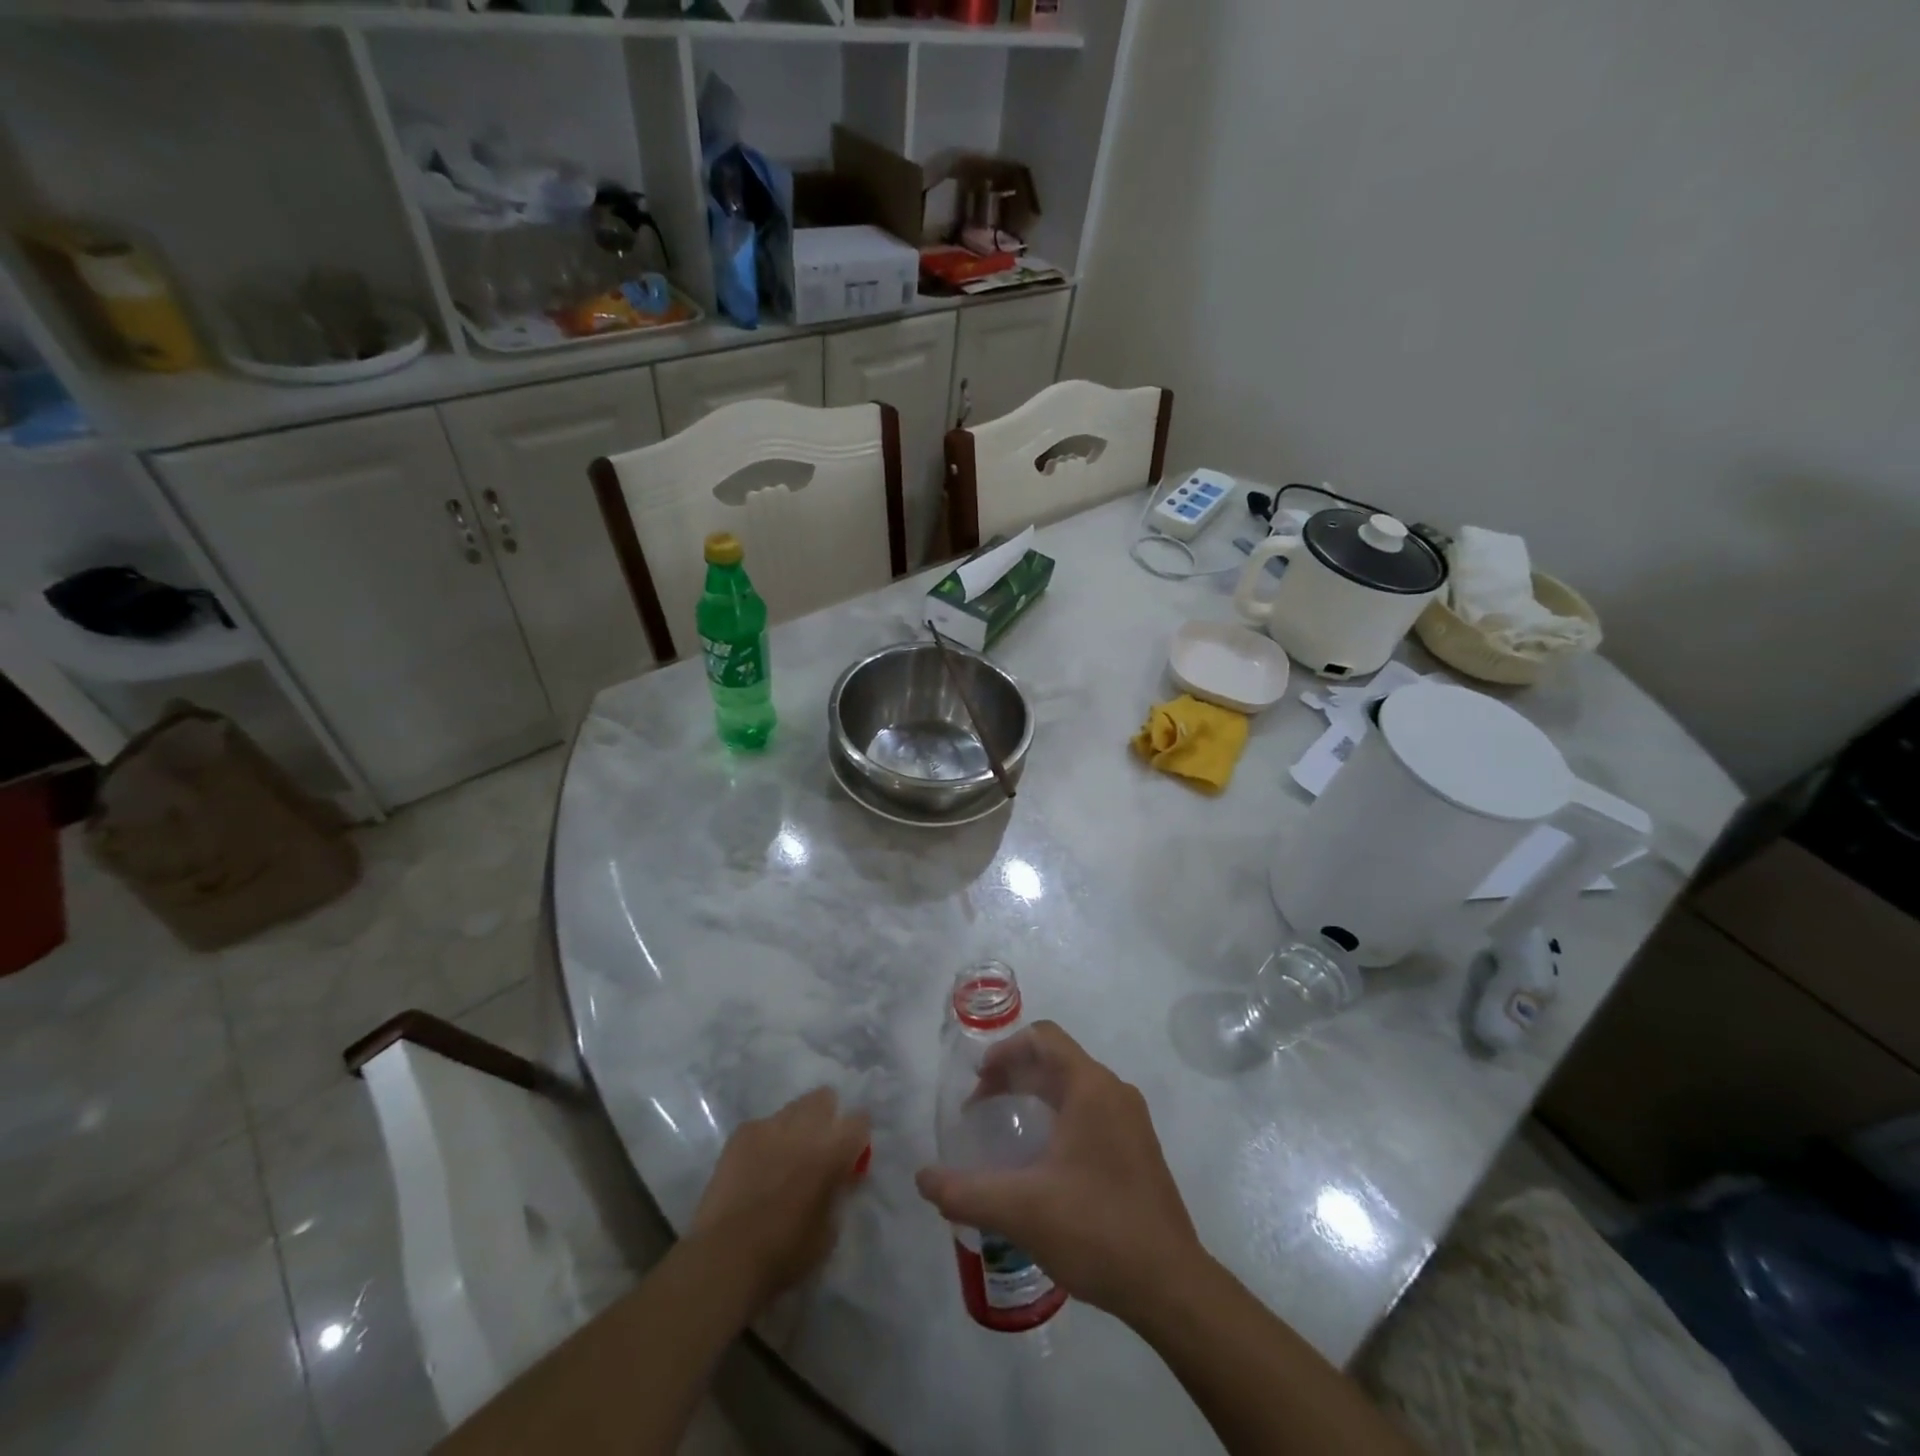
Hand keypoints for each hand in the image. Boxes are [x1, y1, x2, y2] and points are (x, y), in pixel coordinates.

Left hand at [690, 1087, 870, 1312]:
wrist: (724, 1257)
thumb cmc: (784, 1253)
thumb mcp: (828, 1232)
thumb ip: (837, 1193)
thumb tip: (837, 1179)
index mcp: (833, 1150)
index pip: (860, 1121)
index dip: (857, 1137)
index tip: (851, 1154)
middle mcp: (805, 1127)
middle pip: (825, 1098)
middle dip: (826, 1117)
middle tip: (818, 1148)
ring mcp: (770, 1125)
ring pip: (793, 1108)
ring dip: (795, 1127)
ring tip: (783, 1157)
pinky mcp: (742, 1133)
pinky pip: (763, 1126)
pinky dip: (765, 1141)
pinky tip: (755, 1167)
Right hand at [914, 1021, 1203, 1321]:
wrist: (1170, 1286)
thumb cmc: (1095, 1230)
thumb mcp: (1021, 1210)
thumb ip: (966, 1191)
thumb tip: (923, 1178)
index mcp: (1091, 1087)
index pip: (1043, 1038)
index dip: (1004, 1050)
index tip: (977, 1082)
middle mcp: (1114, 1092)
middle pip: (1056, 1061)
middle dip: (1014, 1075)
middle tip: (981, 1108)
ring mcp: (1131, 1122)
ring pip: (1074, 1088)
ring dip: (1036, 1097)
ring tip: (1007, 1132)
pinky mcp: (1138, 1150)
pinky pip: (1091, 1113)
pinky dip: (1059, 1119)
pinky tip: (1043, 1163)